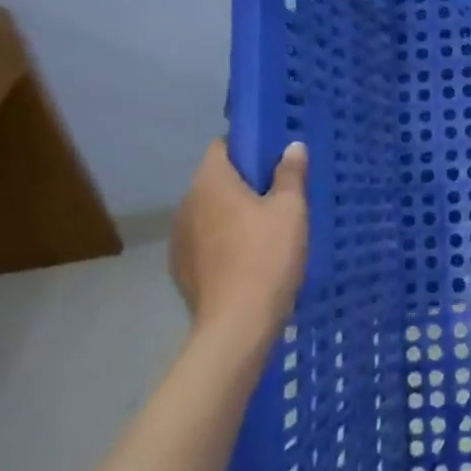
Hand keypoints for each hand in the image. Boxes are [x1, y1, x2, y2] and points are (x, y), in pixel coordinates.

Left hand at [170, 141, 307, 348]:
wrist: (237, 325)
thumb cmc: (267, 256)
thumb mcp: (291, 210)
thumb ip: (290, 173)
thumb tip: (291, 146)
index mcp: (211, 182)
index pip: (223, 146)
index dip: (249, 147)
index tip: (275, 160)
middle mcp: (187, 204)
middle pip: (217, 180)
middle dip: (245, 183)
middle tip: (280, 195)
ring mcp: (179, 238)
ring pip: (211, 212)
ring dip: (233, 214)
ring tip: (266, 230)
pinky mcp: (181, 269)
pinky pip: (206, 242)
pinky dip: (224, 242)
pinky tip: (248, 259)